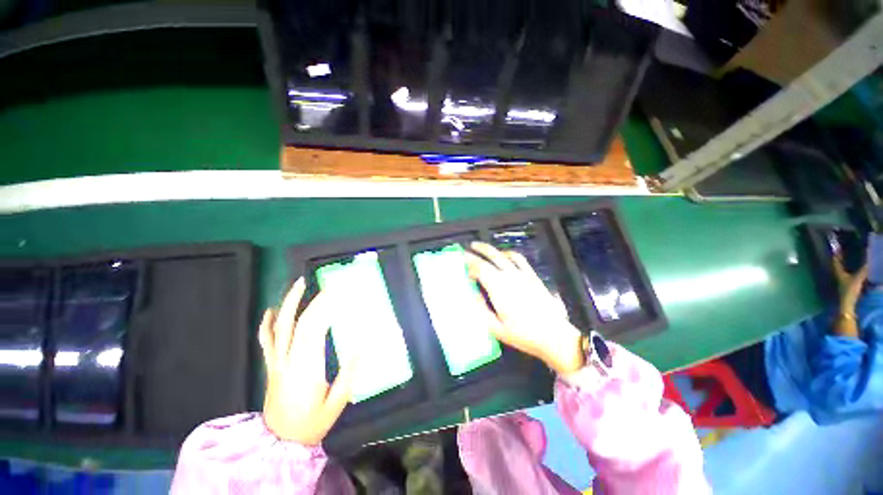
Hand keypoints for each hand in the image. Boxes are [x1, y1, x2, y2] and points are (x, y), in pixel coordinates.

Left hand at [259, 278, 353, 444]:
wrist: (280, 443)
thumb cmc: (313, 422)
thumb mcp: (338, 400)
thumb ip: (350, 370)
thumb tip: (363, 341)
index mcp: (307, 366)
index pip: (314, 328)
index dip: (325, 306)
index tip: (338, 291)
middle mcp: (289, 359)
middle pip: (299, 322)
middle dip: (313, 299)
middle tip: (325, 282)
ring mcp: (276, 362)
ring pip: (280, 327)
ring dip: (289, 303)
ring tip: (299, 284)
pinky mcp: (271, 366)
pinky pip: (265, 341)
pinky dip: (267, 324)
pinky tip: (271, 310)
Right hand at [465, 242, 583, 374]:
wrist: (554, 336)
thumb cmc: (522, 334)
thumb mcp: (495, 327)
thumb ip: (481, 308)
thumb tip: (472, 293)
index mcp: (498, 288)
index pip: (480, 268)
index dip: (469, 262)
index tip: (461, 260)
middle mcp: (509, 276)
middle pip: (491, 257)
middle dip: (478, 250)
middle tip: (468, 248)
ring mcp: (522, 274)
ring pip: (504, 255)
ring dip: (491, 250)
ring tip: (482, 248)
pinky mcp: (532, 276)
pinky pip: (519, 259)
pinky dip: (509, 253)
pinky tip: (505, 255)